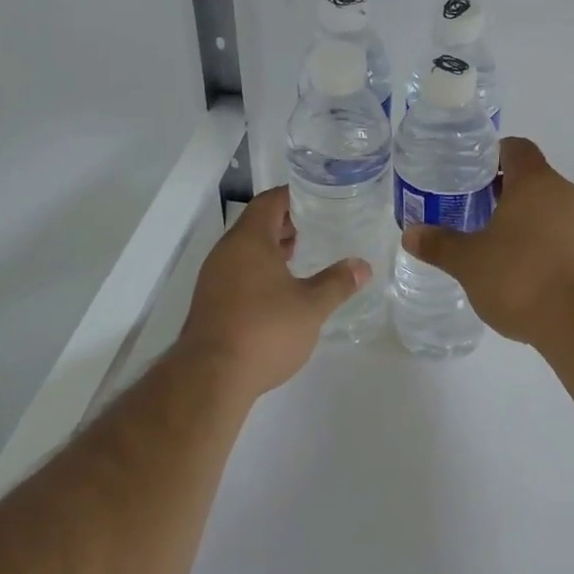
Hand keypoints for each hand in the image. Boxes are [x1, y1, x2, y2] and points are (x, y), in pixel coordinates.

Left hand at [180, 187, 370, 397]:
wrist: (210, 378)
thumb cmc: (264, 330)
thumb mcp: (311, 306)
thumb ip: (337, 282)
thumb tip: (363, 266)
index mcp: (249, 240)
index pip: (270, 201)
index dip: (294, 196)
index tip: (319, 199)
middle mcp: (227, 251)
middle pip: (257, 224)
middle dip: (286, 223)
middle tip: (318, 226)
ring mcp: (214, 277)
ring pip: (246, 250)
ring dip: (272, 248)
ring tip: (303, 255)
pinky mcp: (210, 302)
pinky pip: (238, 271)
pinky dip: (260, 269)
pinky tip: (281, 289)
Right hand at [401, 137, 573, 346]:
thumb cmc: (522, 279)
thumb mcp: (469, 263)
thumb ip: (440, 245)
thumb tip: (410, 233)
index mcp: (535, 183)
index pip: (516, 148)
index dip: (493, 156)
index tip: (472, 176)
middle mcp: (568, 194)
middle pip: (535, 180)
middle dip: (507, 194)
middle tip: (477, 216)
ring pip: (555, 211)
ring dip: (531, 223)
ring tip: (503, 251)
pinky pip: (571, 240)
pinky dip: (551, 249)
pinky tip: (533, 278)